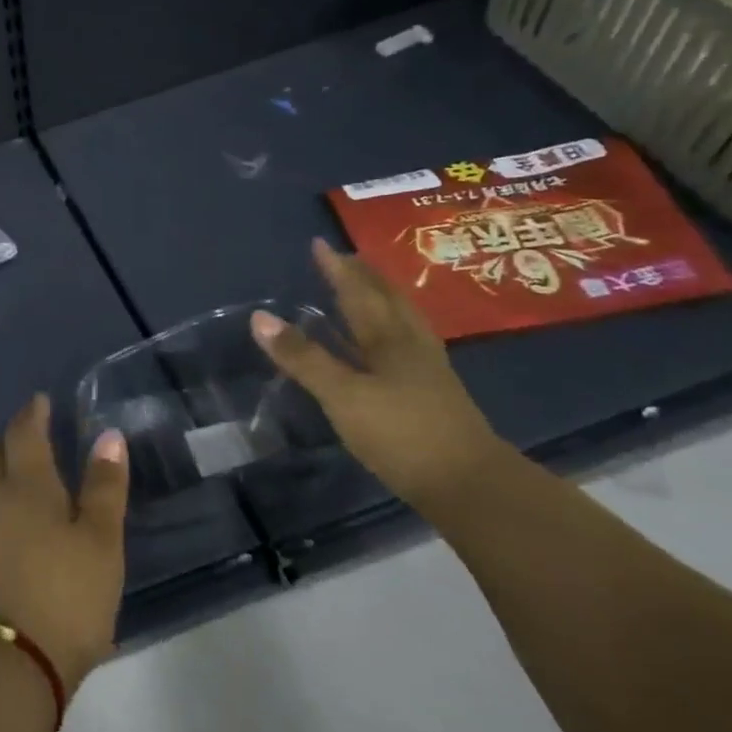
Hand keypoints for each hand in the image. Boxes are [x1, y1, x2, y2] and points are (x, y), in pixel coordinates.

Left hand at [0, 395, 128, 694]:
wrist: (8, 662)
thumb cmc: (66, 594)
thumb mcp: (101, 542)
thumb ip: (105, 487)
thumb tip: (109, 435)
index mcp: (26, 483)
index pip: (23, 432)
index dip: (32, 413)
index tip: (39, 401)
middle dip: (6, 439)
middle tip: (29, 439)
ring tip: (22, 479)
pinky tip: (10, 522)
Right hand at [251, 237, 505, 506]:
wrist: (472, 487)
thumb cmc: (403, 433)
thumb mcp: (343, 395)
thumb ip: (303, 357)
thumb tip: (259, 316)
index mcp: (389, 339)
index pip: (358, 293)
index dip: (337, 269)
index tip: (320, 244)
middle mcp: (411, 346)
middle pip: (388, 300)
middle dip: (365, 277)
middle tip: (346, 258)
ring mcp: (427, 371)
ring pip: (402, 322)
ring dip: (382, 300)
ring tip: (368, 290)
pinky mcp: (433, 395)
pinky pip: (405, 345)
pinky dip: (389, 331)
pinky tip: (386, 345)